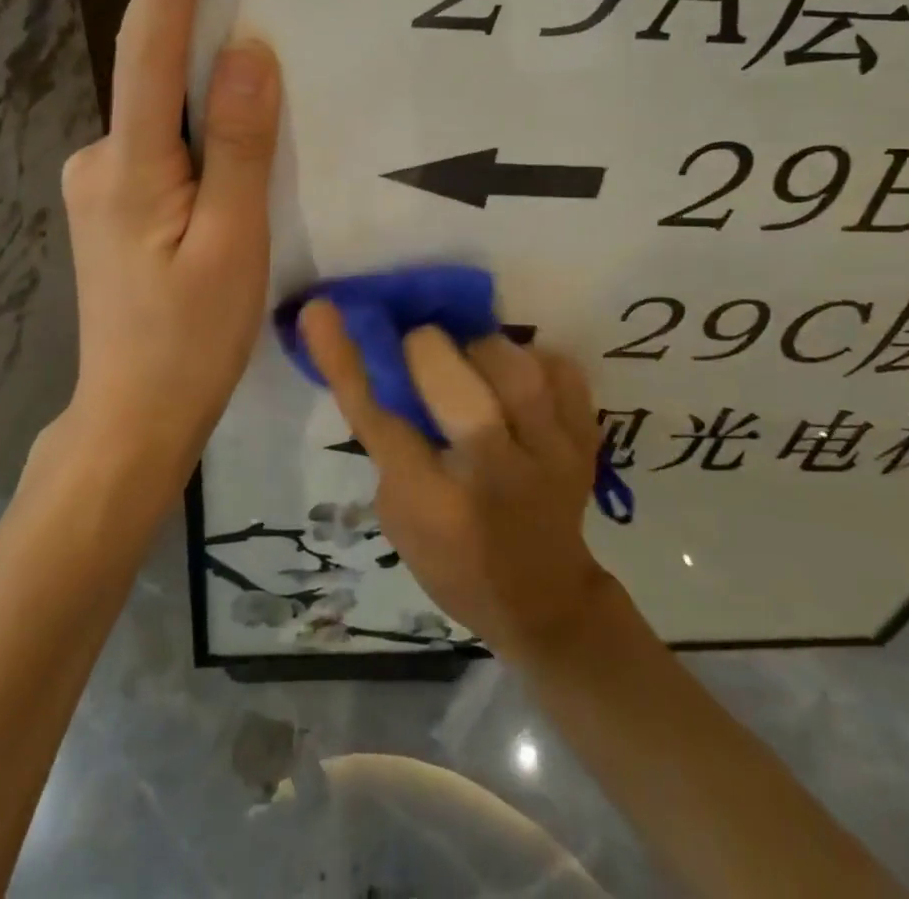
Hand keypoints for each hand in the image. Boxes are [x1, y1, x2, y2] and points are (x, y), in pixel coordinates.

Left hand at [53, 0, 280, 484]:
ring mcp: (100, 182)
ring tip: (265, 73)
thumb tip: (250, 54)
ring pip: (163, 112)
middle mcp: (100, 157)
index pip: (151, 44)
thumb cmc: (188, 342)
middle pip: (155, 70)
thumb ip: (241, 147)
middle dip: (198, 14)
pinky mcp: (114, 204)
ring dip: (207, 83)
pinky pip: (164, 143)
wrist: (132, 417)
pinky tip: (234, 149)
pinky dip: (200, 128)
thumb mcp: (233, 245)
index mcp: (129, 165)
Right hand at [299, 302, 614, 662]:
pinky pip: (561, 371)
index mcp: (434, 503)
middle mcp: (495, 475)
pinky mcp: (587, 441)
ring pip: (515, 368)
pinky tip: (516, 382)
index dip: (344, 357)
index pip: (378, 415)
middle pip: (455, 383)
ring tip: (473, 365)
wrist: (544, 598)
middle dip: (426, 350)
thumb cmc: (452, 560)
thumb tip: (384, 361)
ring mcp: (552, 456)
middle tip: (421, 352)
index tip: (321, 311)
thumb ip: (390, 441)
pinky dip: (534, 362)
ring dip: (482, 351)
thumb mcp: (399, 513)